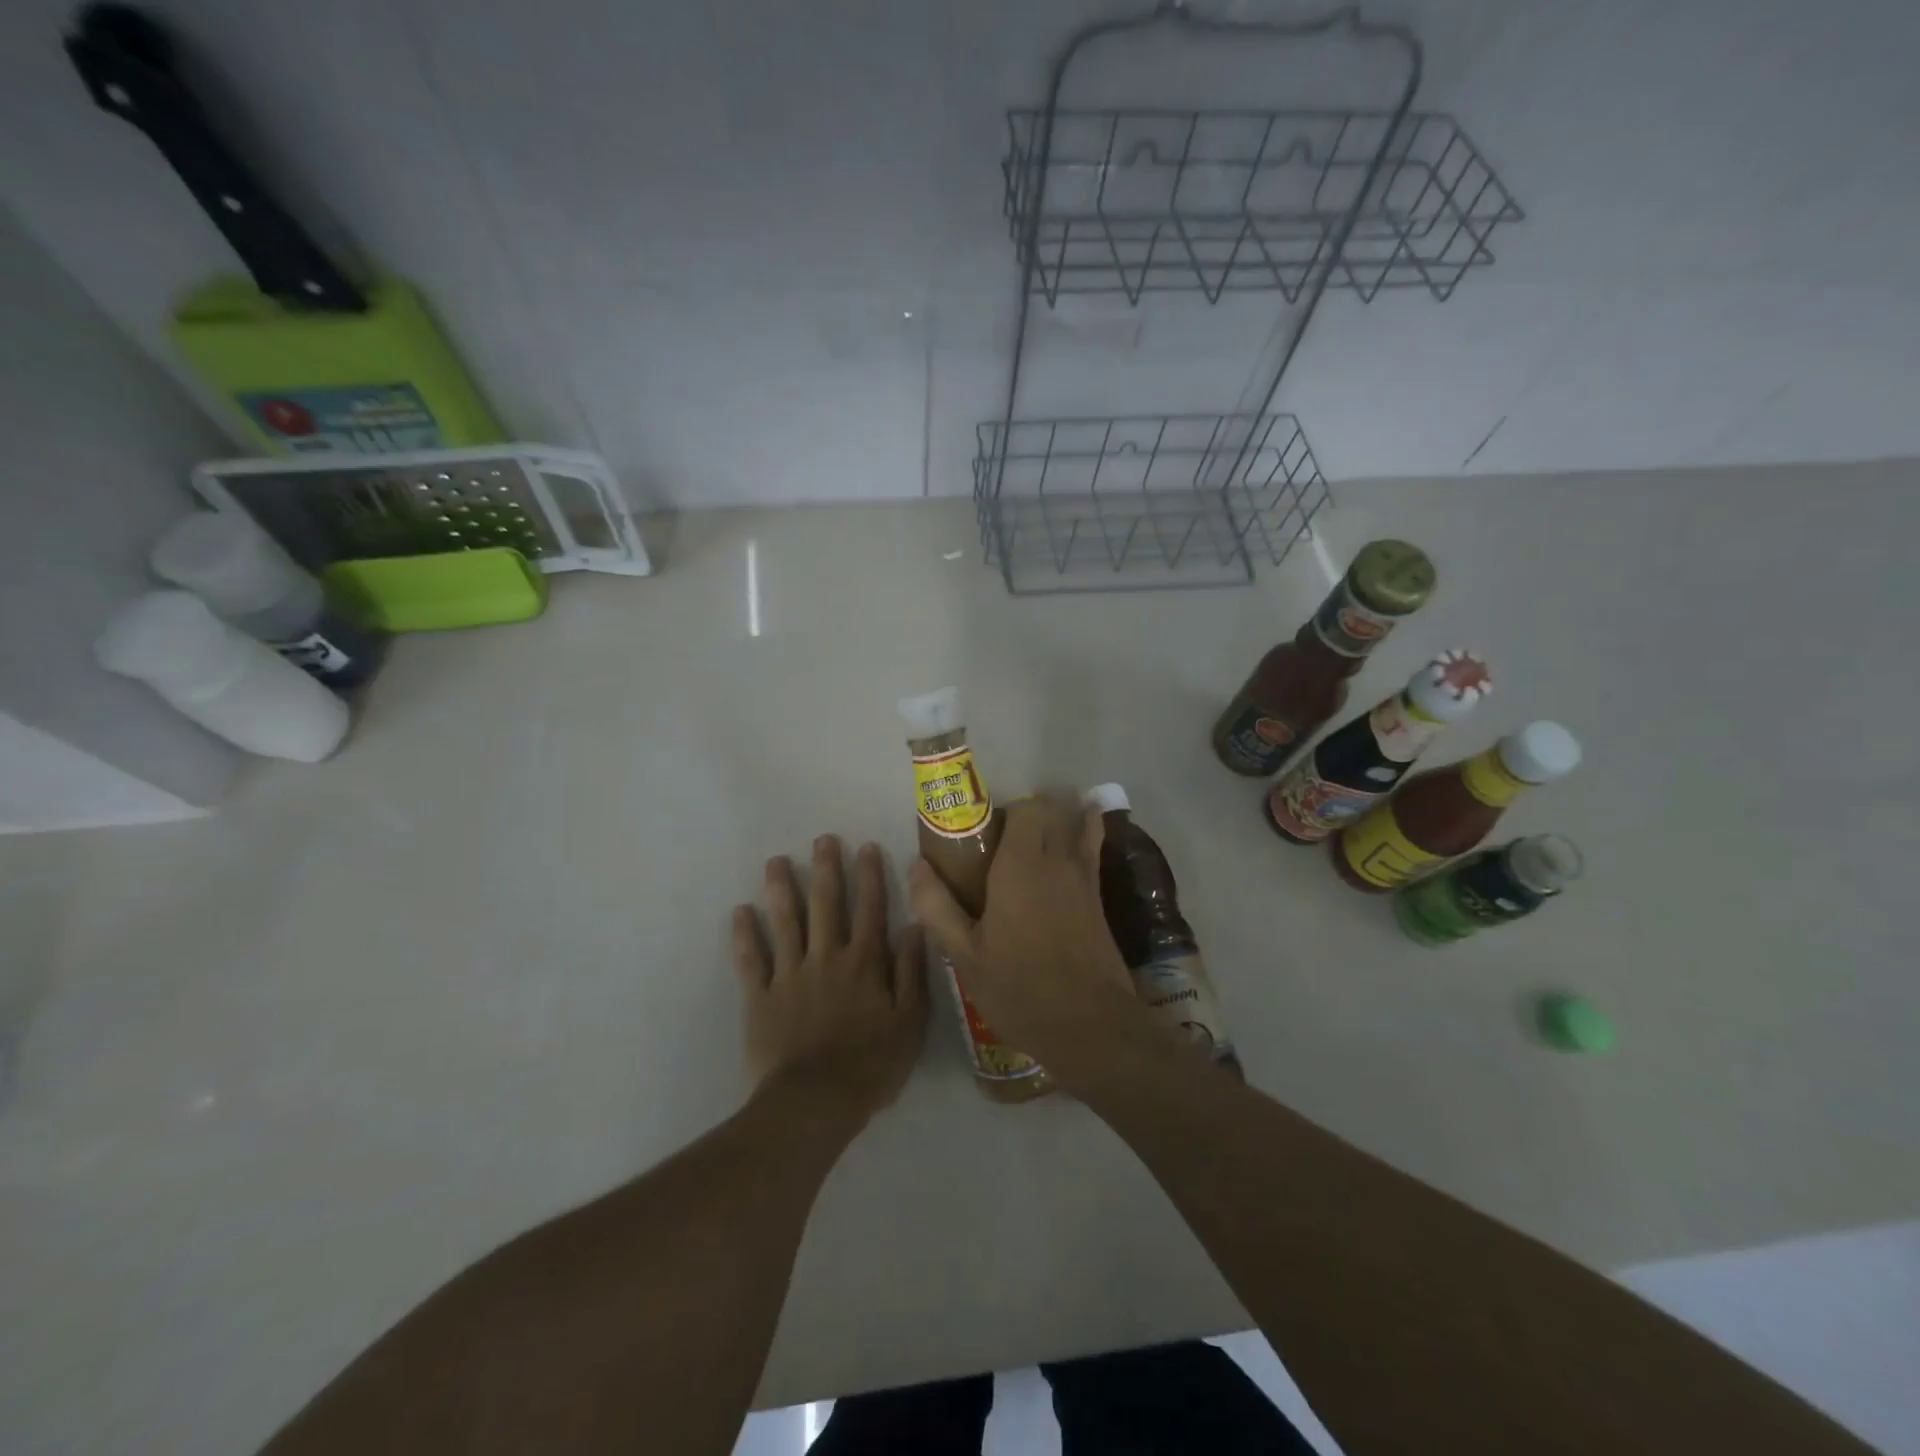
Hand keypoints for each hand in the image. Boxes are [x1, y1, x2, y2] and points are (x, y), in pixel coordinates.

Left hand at [733, 835, 927, 1119]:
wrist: (815, 1102)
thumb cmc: (870, 1065)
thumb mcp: (910, 1022)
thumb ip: (911, 973)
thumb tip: (915, 927)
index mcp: (864, 963)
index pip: (870, 909)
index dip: (869, 876)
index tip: (866, 847)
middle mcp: (826, 957)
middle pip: (826, 904)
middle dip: (825, 869)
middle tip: (822, 839)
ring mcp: (790, 974)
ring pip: (785, 922)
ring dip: (781, 889)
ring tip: (776, 861)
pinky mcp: (761, 997)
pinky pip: (751, 960)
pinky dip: (744, 935)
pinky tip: (739, 912)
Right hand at [908, 797, 1146, 1091]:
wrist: (1092, 1026)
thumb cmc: (1020, 991)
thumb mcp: (965, 957)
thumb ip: (937, 907)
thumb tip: (917, 866)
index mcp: (1022, 866)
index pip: (1026, 809)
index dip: (1005, 812)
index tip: (984, 836)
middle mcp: (1058, 861)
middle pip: (1054, 810)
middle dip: (1031, 813)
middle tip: (1004, 842)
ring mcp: (1085, 878)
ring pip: (1079, 825)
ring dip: (1061, 820)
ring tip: (1037, 841)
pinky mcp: (1100, 898)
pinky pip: (1093, 850)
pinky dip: (1086, 838)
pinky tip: (1066, 857)